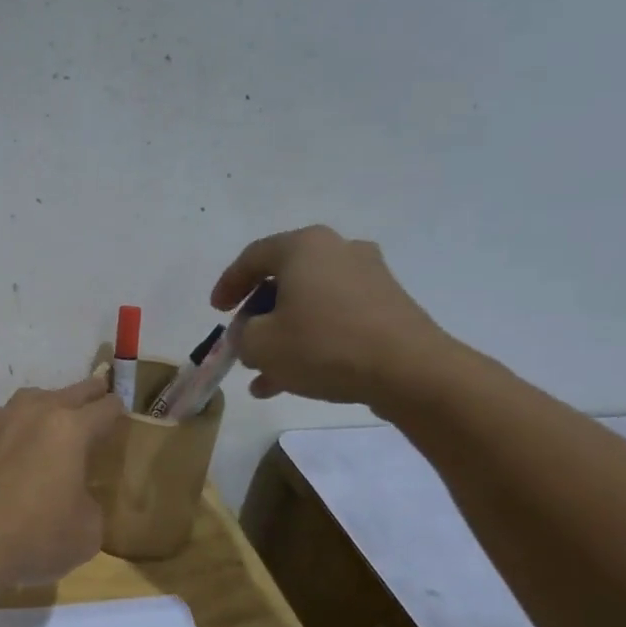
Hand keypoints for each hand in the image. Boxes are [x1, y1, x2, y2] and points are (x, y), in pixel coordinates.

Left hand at [0, 376, 123, 589]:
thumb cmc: (33, 537)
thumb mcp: (86, 532)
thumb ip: (90, 503)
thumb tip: (76, 496)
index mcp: (70, 429)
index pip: (105, 408)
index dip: (118, 411)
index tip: (122, 415)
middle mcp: (34, 412)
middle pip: (70, 392)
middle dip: (88, 393)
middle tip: (98, 395)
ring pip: (30, 400)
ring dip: (47, 406)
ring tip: (52, 422)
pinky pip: (0, 420)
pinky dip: (12, 427)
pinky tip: (10, 447)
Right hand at [210, 225, 453, 406]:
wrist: (409, 370)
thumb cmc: (323, 345)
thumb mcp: (260, 344)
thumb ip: (240, 335)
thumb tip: (248, 333)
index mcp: (304, 247)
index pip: (252, 257)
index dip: (228, 285)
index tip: (216, 311)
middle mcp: (338, 251)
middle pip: (283, 281)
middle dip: (257, 316)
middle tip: (242, 342)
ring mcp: (368, 278)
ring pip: (309, 305)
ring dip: (282, 336)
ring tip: (262, 374)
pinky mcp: (387, 307)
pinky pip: (335, 319)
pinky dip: (311, 342)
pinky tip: (293, 379)